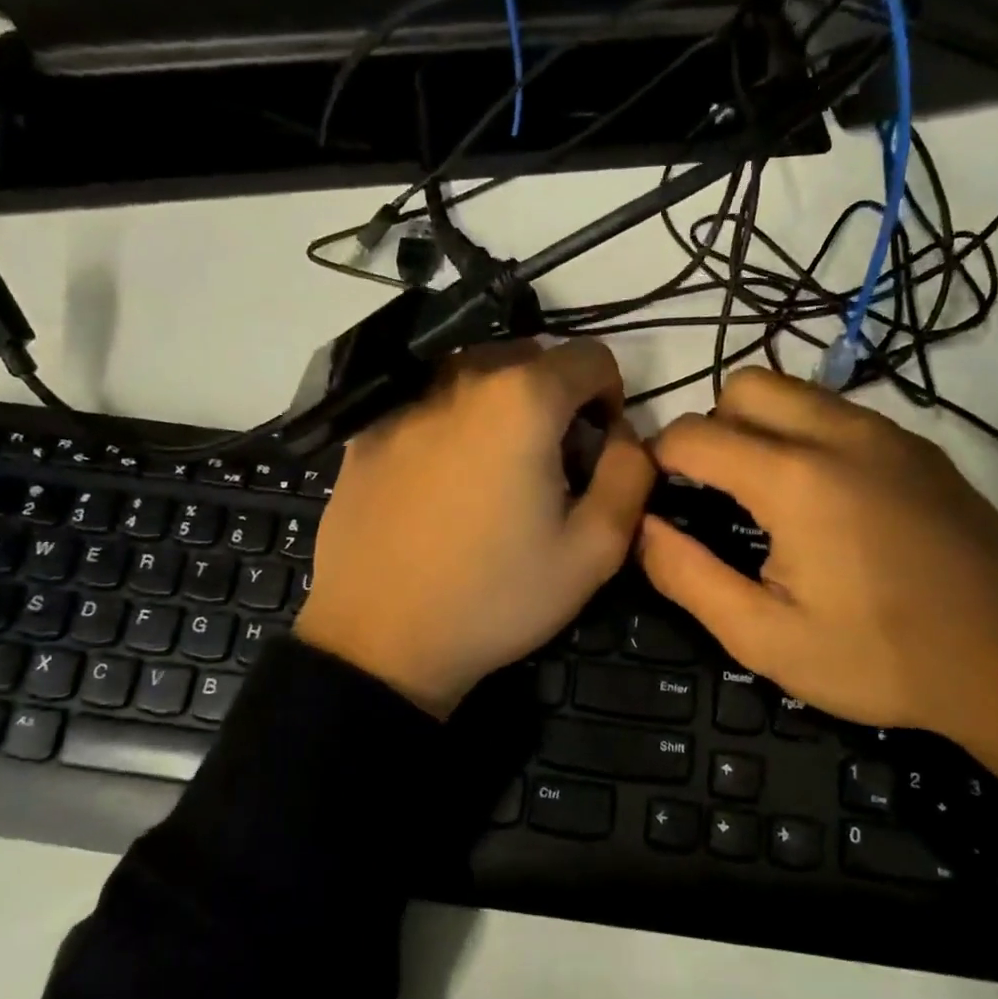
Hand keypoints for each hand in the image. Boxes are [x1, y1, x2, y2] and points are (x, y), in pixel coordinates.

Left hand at [296, 340, 654, 717]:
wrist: (377, 642)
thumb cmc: (495, 597)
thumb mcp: (594, 549)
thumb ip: (630, 473)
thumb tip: (623, 434)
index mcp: (521, 399)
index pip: (590, 356)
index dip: (610, 398)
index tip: (596, 449)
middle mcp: (459, 379)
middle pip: (530, 359)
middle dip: (556, 399)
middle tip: (550, 466)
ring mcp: (404, 403)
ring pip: (476, 377)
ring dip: (502, 408)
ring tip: (495, 474)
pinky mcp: (366, 432)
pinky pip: (429, 405)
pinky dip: (453, 425)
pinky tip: (441, 486)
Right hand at [639, 369, 997, 791]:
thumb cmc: (880, 658)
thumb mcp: (764, 638)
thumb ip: (686, 576)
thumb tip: (641, 526)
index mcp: (794, 479)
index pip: (693, 433)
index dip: (658, 461)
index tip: (658, 499)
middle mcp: (839, 433)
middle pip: (743, 386)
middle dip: (711, 428)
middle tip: (716, 494)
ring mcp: (888, 432)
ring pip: (794, 391)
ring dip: (760, 428)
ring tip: (767, 497)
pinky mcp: (920, 446)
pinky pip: (840, 413)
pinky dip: (808, 435)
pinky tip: (827, 502)